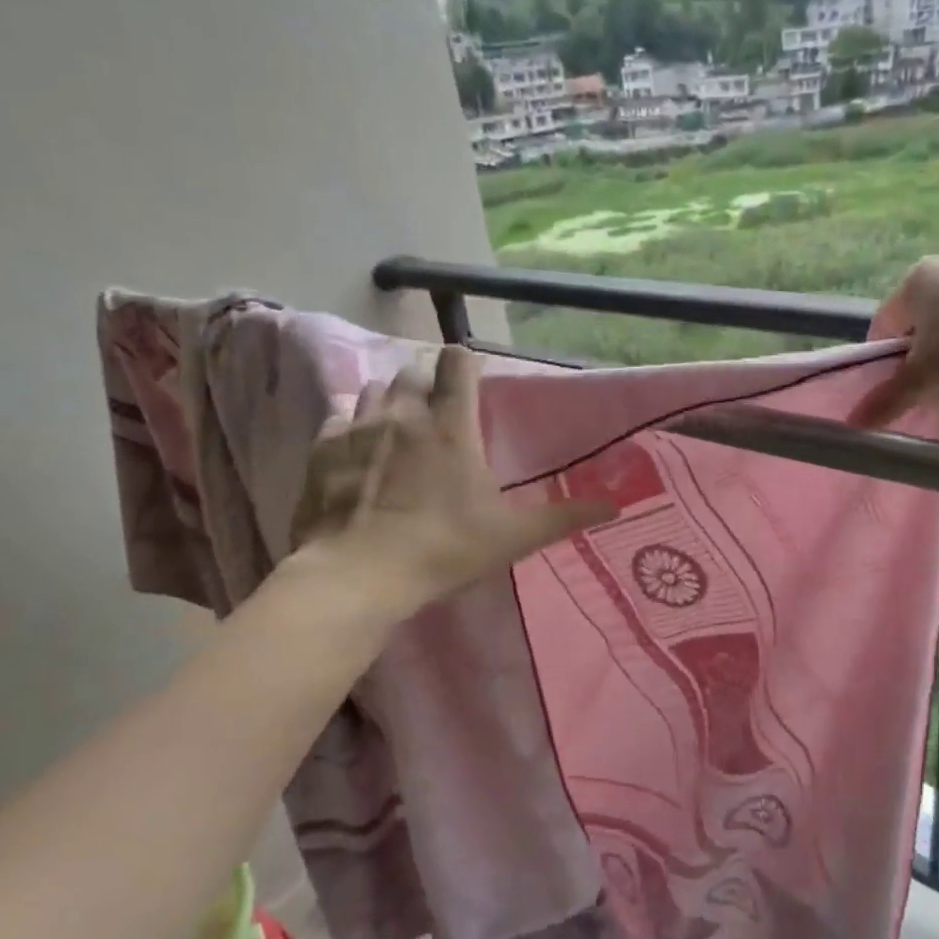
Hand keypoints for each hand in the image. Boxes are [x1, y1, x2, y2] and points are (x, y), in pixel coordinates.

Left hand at [289, 346, 614, 615]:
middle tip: (435, 416)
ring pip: (374, 389)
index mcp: (451, 426)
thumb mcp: (512, 537)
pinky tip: (359, 455)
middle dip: (426, 385)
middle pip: (413, 372)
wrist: (357, 575)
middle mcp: (404, 413)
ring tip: (397, 430)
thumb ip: (564, 517)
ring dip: (389, 400)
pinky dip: (352, 427)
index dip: (464, 364)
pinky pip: (339, 418)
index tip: (469, 383)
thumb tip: (615, 506)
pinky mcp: (323, 449)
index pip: (457, 363)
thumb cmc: (444, 549)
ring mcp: (358, 427)